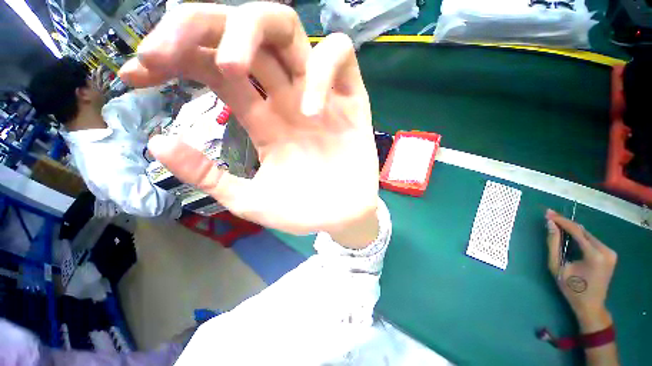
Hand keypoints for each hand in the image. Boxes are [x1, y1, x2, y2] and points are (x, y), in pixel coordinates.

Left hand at [118, 3, 378, 244]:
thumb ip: (207, 174)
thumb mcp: (249, 200)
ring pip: (289, 29)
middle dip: (200, 27)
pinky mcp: (353, 102)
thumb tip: (157, 143)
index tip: (139, 70)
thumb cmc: (302, 211)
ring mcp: (322, 97)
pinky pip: (341, 58)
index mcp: (264, 120)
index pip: (213, 65)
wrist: (341, 218)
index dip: (175, 56)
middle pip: (245, 30)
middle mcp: (288, 99)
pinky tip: (311, 109)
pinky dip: (321, 71)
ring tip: (233, 68)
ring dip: (252, 30)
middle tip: (166, 51)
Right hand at [545, 209, 617, 331]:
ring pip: (588, 235)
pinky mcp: (610, 254)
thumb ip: (554, 245)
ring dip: (573, 230)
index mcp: (595, 255)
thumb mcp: (558, 267)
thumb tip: (550, 225)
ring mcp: (610, 252)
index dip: (561, 221)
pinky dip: (580, 237)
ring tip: (558, 226)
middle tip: (550, 217)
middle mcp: (606, 250)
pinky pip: (592, 240)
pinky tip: (571, 237)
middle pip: (583, 231)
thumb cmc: (572, 289)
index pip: (577, 231)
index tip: (548, 213)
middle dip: (566, 224)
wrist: (591, 306)